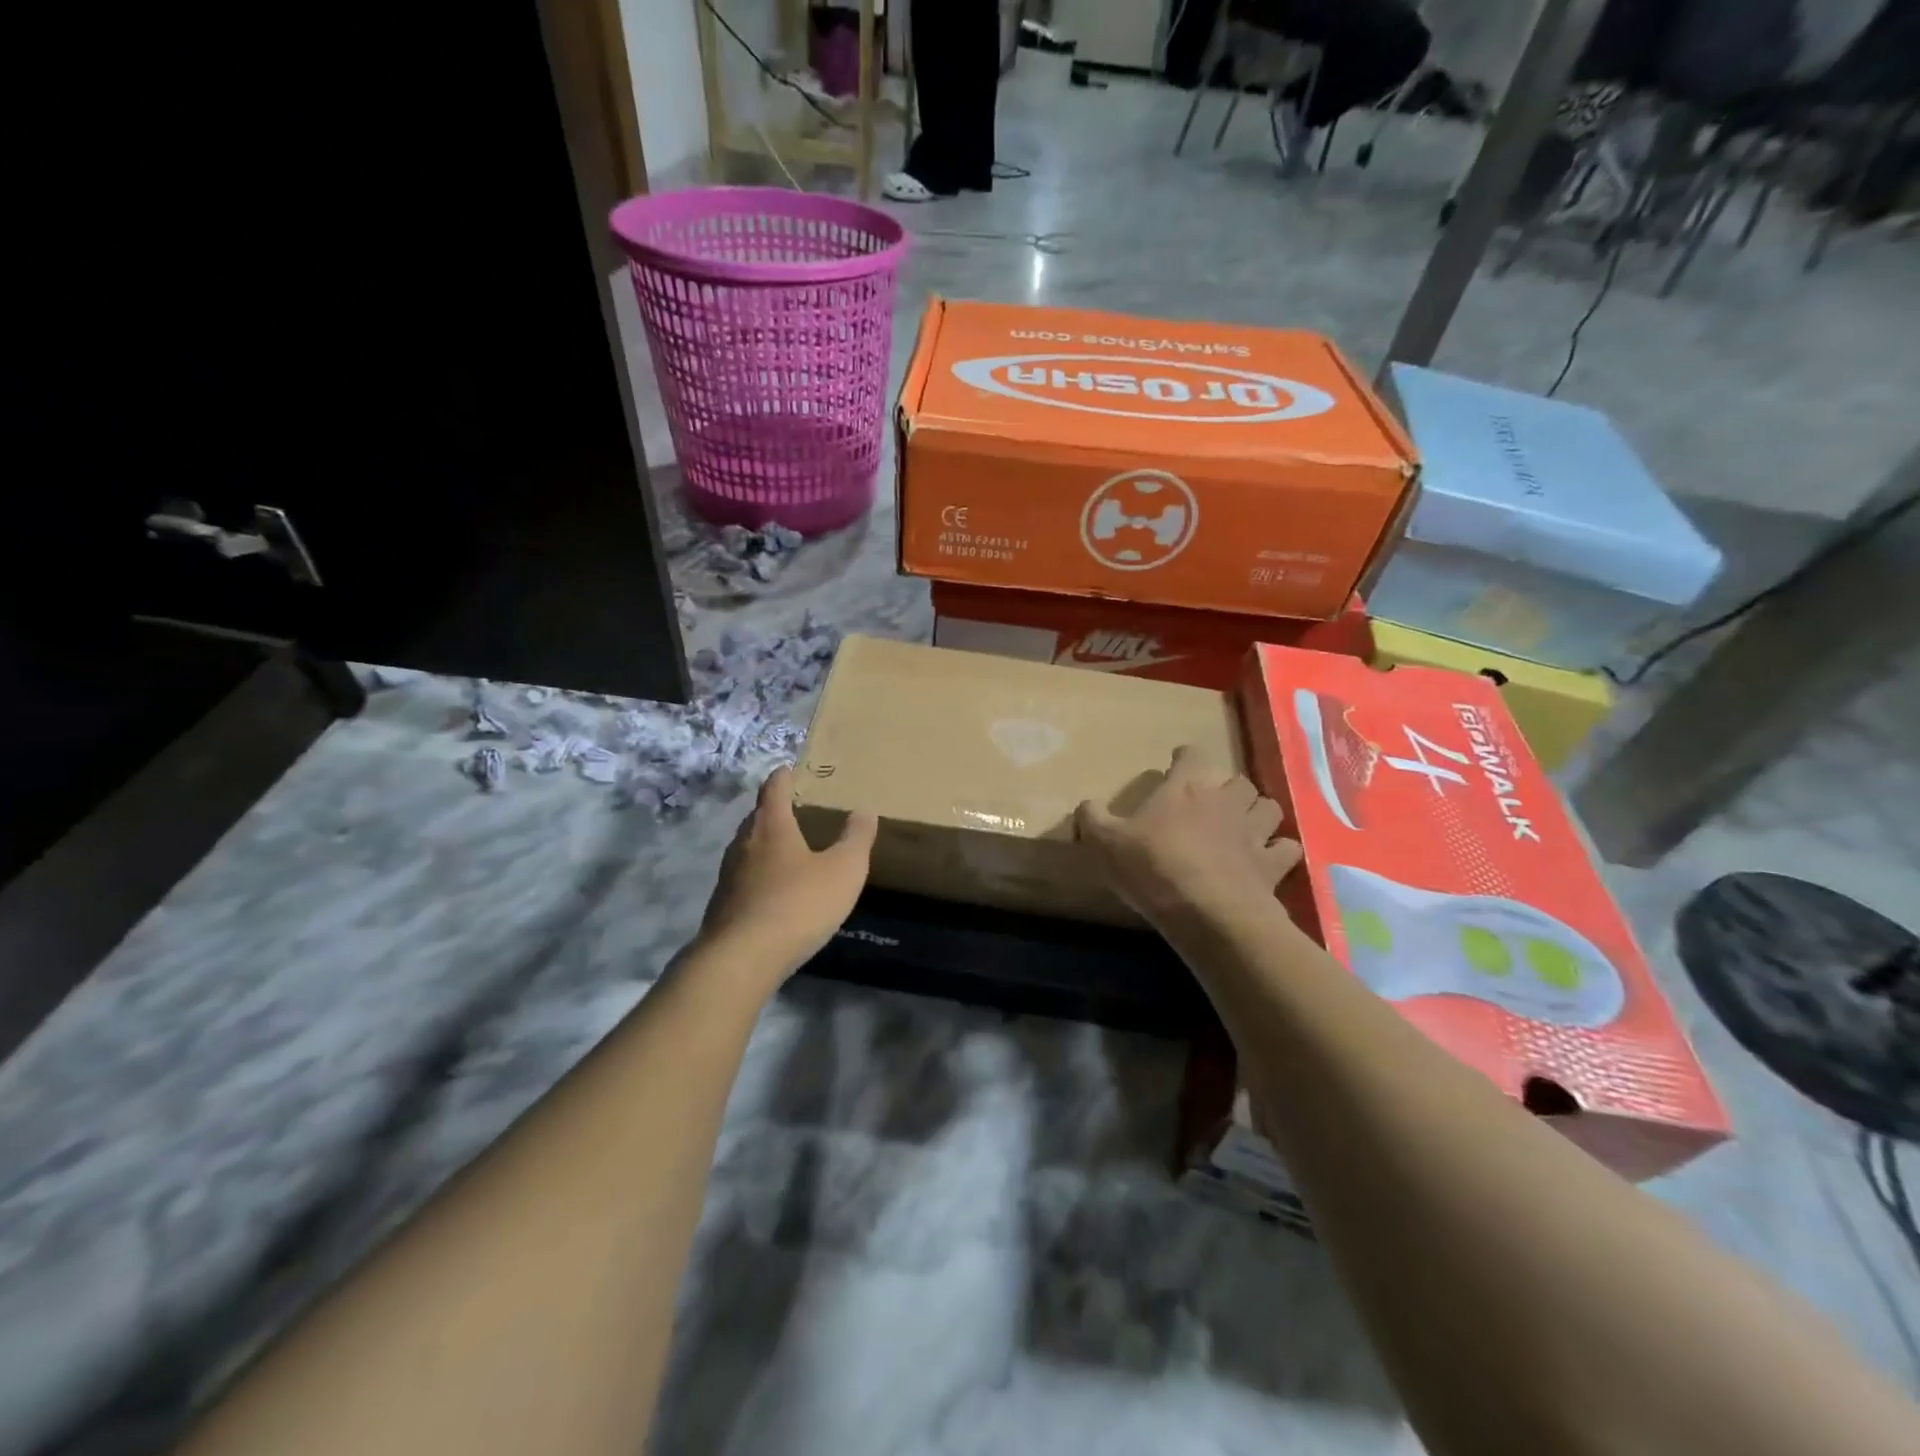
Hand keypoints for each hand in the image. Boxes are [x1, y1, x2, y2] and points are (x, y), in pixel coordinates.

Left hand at [696, 765, 878, 979]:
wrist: (741, 959)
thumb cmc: (798, 904)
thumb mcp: (843, 870)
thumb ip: (856, 838)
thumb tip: (864, 809)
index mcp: (771, 826)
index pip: (773, 789)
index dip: (783, 777)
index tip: (788, 768)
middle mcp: (744, 843)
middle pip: (757, 818)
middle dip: (774, 810)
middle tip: (795, 809)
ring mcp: (728, 876)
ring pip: (748, 849)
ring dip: (766, 845)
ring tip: (788, 849)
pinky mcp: (723, 906)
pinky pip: (744, 879)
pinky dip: (760, 875)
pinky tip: (776, 891)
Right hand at [1076, 745, 1301, 927]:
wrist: (1207, 913)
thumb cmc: (1153, 868)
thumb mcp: (1105, 843)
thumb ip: (1092, 819)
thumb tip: (1084, 804)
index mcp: (1185, 787)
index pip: (1192, 755)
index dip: (1185, 758)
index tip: (1177, 764)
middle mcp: (1225, 800)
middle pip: (1237, 780)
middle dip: (1227, 787)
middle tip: (1212, 801)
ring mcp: (1254, 831)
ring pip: (1268, 807)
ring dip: (1257, 812)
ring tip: (1244, 824)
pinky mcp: (1273, 864)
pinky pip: (1286, 848)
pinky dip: (1279, 850)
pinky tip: (1268, 858)